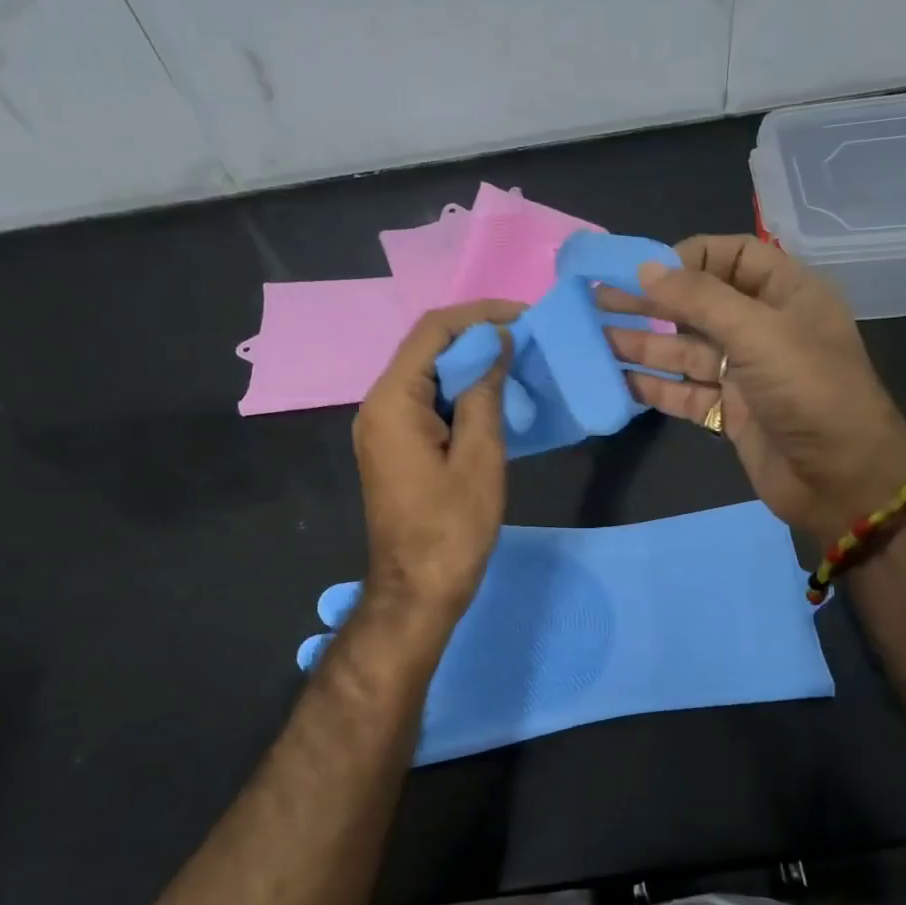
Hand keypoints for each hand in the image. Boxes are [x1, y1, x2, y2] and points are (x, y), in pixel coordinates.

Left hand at [353, 301, 521, 621]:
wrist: (418, 590)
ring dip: (469, 366)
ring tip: (517, 365)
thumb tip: (495, 346)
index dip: (479, 314)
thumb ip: (484, 393)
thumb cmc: (452, 528)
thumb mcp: (480, 456)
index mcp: (393, 401)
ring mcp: (382, 428)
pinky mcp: (394, 447)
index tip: (524, 316)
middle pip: (426, 349)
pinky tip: (493, 399)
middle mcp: (378, 405)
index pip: (433, 331)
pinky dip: (459, 394)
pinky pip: (426, 403)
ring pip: (427, 376)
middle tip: (527, 341)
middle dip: (476, 338)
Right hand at [607, 235, 905, 538]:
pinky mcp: (730, 412)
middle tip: (597, 298)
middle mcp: (763, 328)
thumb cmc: (810, 392)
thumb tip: (646, 269)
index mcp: (786, 294)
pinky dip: (653, 385)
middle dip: (651, 300)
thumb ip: (700, 298)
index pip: (732, 257)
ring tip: (594, 336)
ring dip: (643, 343)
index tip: (642, 270)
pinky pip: (684, 391)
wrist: (842, 481)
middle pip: (699, 304)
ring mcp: (745, 373)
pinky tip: (616, 379)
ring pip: (685, 350)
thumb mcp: (759, 333)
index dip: (687, 258)